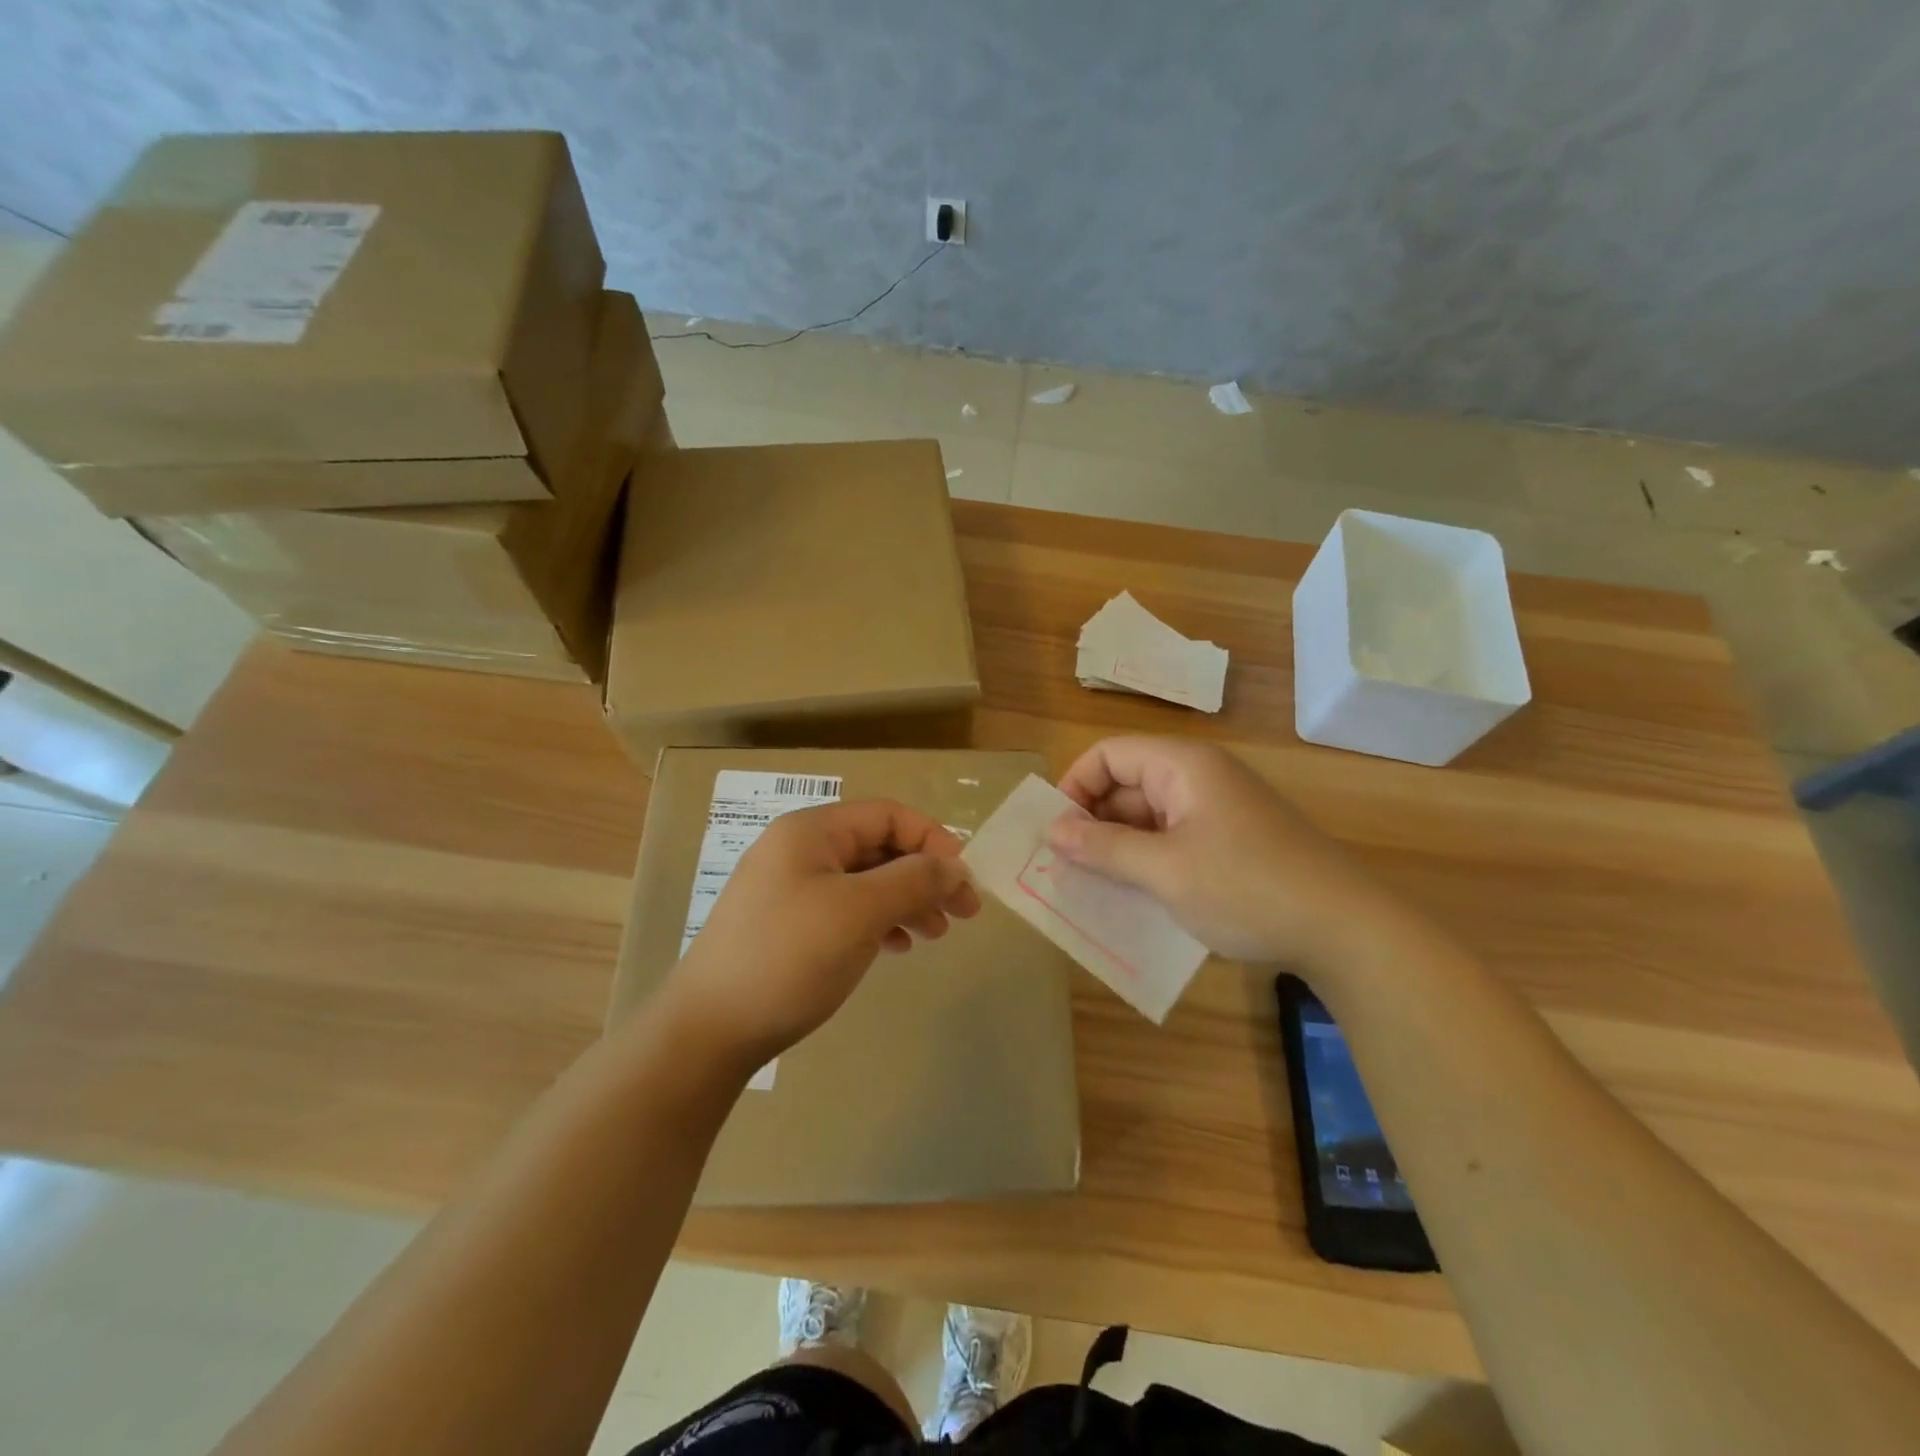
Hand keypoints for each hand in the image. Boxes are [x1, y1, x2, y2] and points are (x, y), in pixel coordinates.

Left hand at [663, 798, 980, 1072]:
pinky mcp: (786, 924)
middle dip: (924, 876)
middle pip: (878, 847)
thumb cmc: (790, 957)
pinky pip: (845, 908)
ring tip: (935, 935)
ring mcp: (790, 888)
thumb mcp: (859, 912)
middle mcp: (799, 849)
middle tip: (962, 914)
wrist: (709, 1030)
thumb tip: (957, 867)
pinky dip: (877, 921)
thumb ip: (913, 880)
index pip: (888, 815)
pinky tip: (896, 947)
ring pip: (865, 881)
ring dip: (906, 901)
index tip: (965, 881)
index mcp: (812, 831)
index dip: (933, 840)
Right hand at [1047, 736, 1399, 968]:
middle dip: (1093, 820)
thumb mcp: (1164, 870)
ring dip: (1118, 845)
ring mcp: (1217, 810)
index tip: (1056, 833)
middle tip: (1066, 867)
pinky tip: (1134, 894)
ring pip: (1148, 815)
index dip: (1074, 786)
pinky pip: (1172, 838)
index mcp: (1182, 765)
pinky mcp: (1230, 841)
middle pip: (1126, 783)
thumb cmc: (1246, 887)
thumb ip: (1104, 847)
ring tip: (1092, 885)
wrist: (1345, 930)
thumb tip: (1052, 831)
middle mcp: (1198, 777)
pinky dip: (1147, 859)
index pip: (1108, 754)